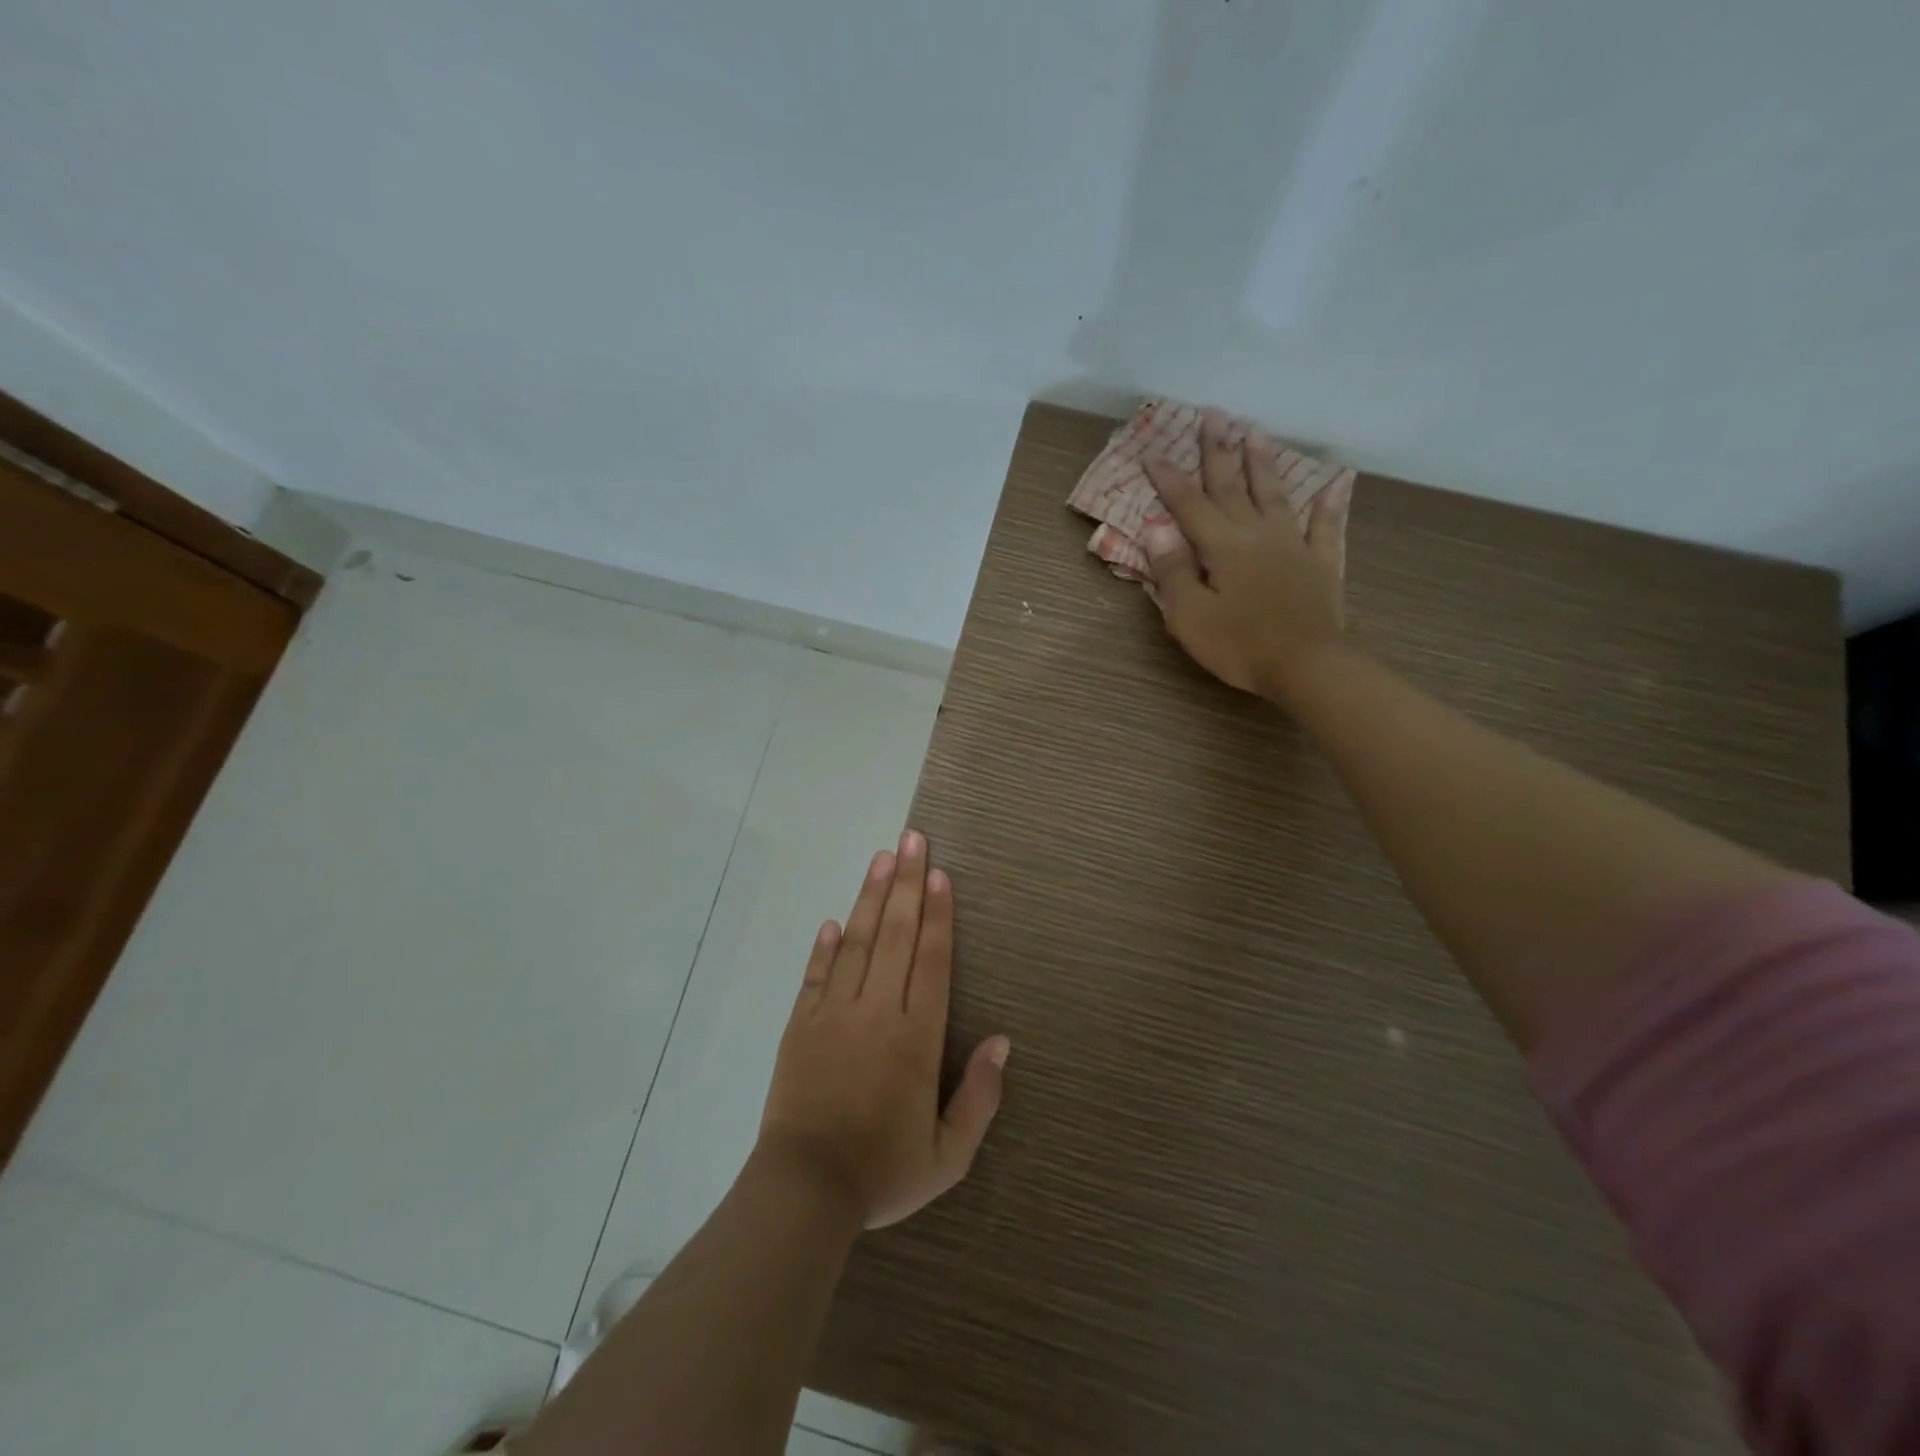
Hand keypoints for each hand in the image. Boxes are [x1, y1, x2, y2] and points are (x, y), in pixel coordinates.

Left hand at [758, 830, 1010, 1229]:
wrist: (804, 1192)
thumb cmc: (883, 1171)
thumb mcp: (949, 1155)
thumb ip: (979, 1096)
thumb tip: (1002, 1041)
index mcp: (916, 1038)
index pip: (931, 960)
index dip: (937, 914)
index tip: (939, 874)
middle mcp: (877, 1012)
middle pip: (894, 935)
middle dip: (905, 883)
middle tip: (911, 839)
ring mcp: (834, 1014)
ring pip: (856, 942)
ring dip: (870, 897)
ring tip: (881, 858)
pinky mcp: (801, 1025)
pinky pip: (816, 974)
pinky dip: (825, 945)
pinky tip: (834, 920)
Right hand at [1141, 410, 1351, 700]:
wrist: (1306, 666)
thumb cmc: (1239, 645)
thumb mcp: (1190, 615)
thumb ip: (1173, 569)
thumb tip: (1156, 526)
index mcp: (1222, 547)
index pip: (1189, 505)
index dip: (1169, 479)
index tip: (1152, 451)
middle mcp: (1258, 534)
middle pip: (1234, 486)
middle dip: (1219, 450)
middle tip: (1214, 415)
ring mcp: (1294, 545)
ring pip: (1276, 495)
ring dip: (1264, 463)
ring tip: (1256, 432)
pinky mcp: (1321, 564)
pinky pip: (1327, 526)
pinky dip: (1330, 504)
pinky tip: (1336, 482)